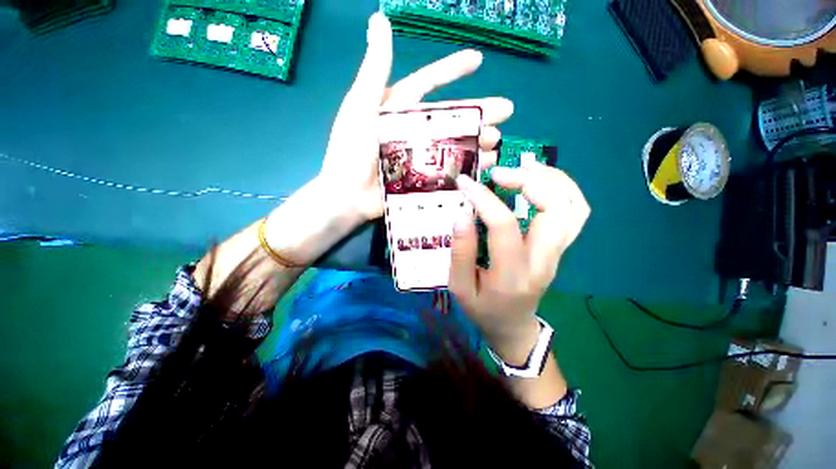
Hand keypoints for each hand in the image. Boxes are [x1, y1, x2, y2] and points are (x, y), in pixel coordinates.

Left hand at [318, 13, 512, 223]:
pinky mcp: (423, 177)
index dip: (451, 70)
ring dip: (477, 141)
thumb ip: (374, 69)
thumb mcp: (361, 107)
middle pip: (450, 117)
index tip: (477, 60)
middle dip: (479, 112)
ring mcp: (420, 155)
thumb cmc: (351, 151)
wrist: (347, 195)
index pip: (428, 84)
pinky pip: (449, 169)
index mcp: (398, 109)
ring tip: (497, 141)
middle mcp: (412, 130)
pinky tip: (484, 164)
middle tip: (506, 111)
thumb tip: (379, 20)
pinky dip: (467, 166)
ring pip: (454, 143)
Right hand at [449, 163, 590, 363]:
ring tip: (522, 167)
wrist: (513, 326)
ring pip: (572, 206)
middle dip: (527, 181)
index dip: (484, 199)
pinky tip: (540, 179)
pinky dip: (562, 188)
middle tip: (498, 174)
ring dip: (550, 179)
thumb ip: (460, 251)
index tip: (465, 184)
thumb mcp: (459, 287)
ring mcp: (557, 254)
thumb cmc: (482, 309)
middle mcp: (543, 261)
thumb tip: (462, 213)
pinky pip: (575, 212)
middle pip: (554, 209)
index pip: (504, 226)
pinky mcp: (560, 248)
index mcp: (512, 274)